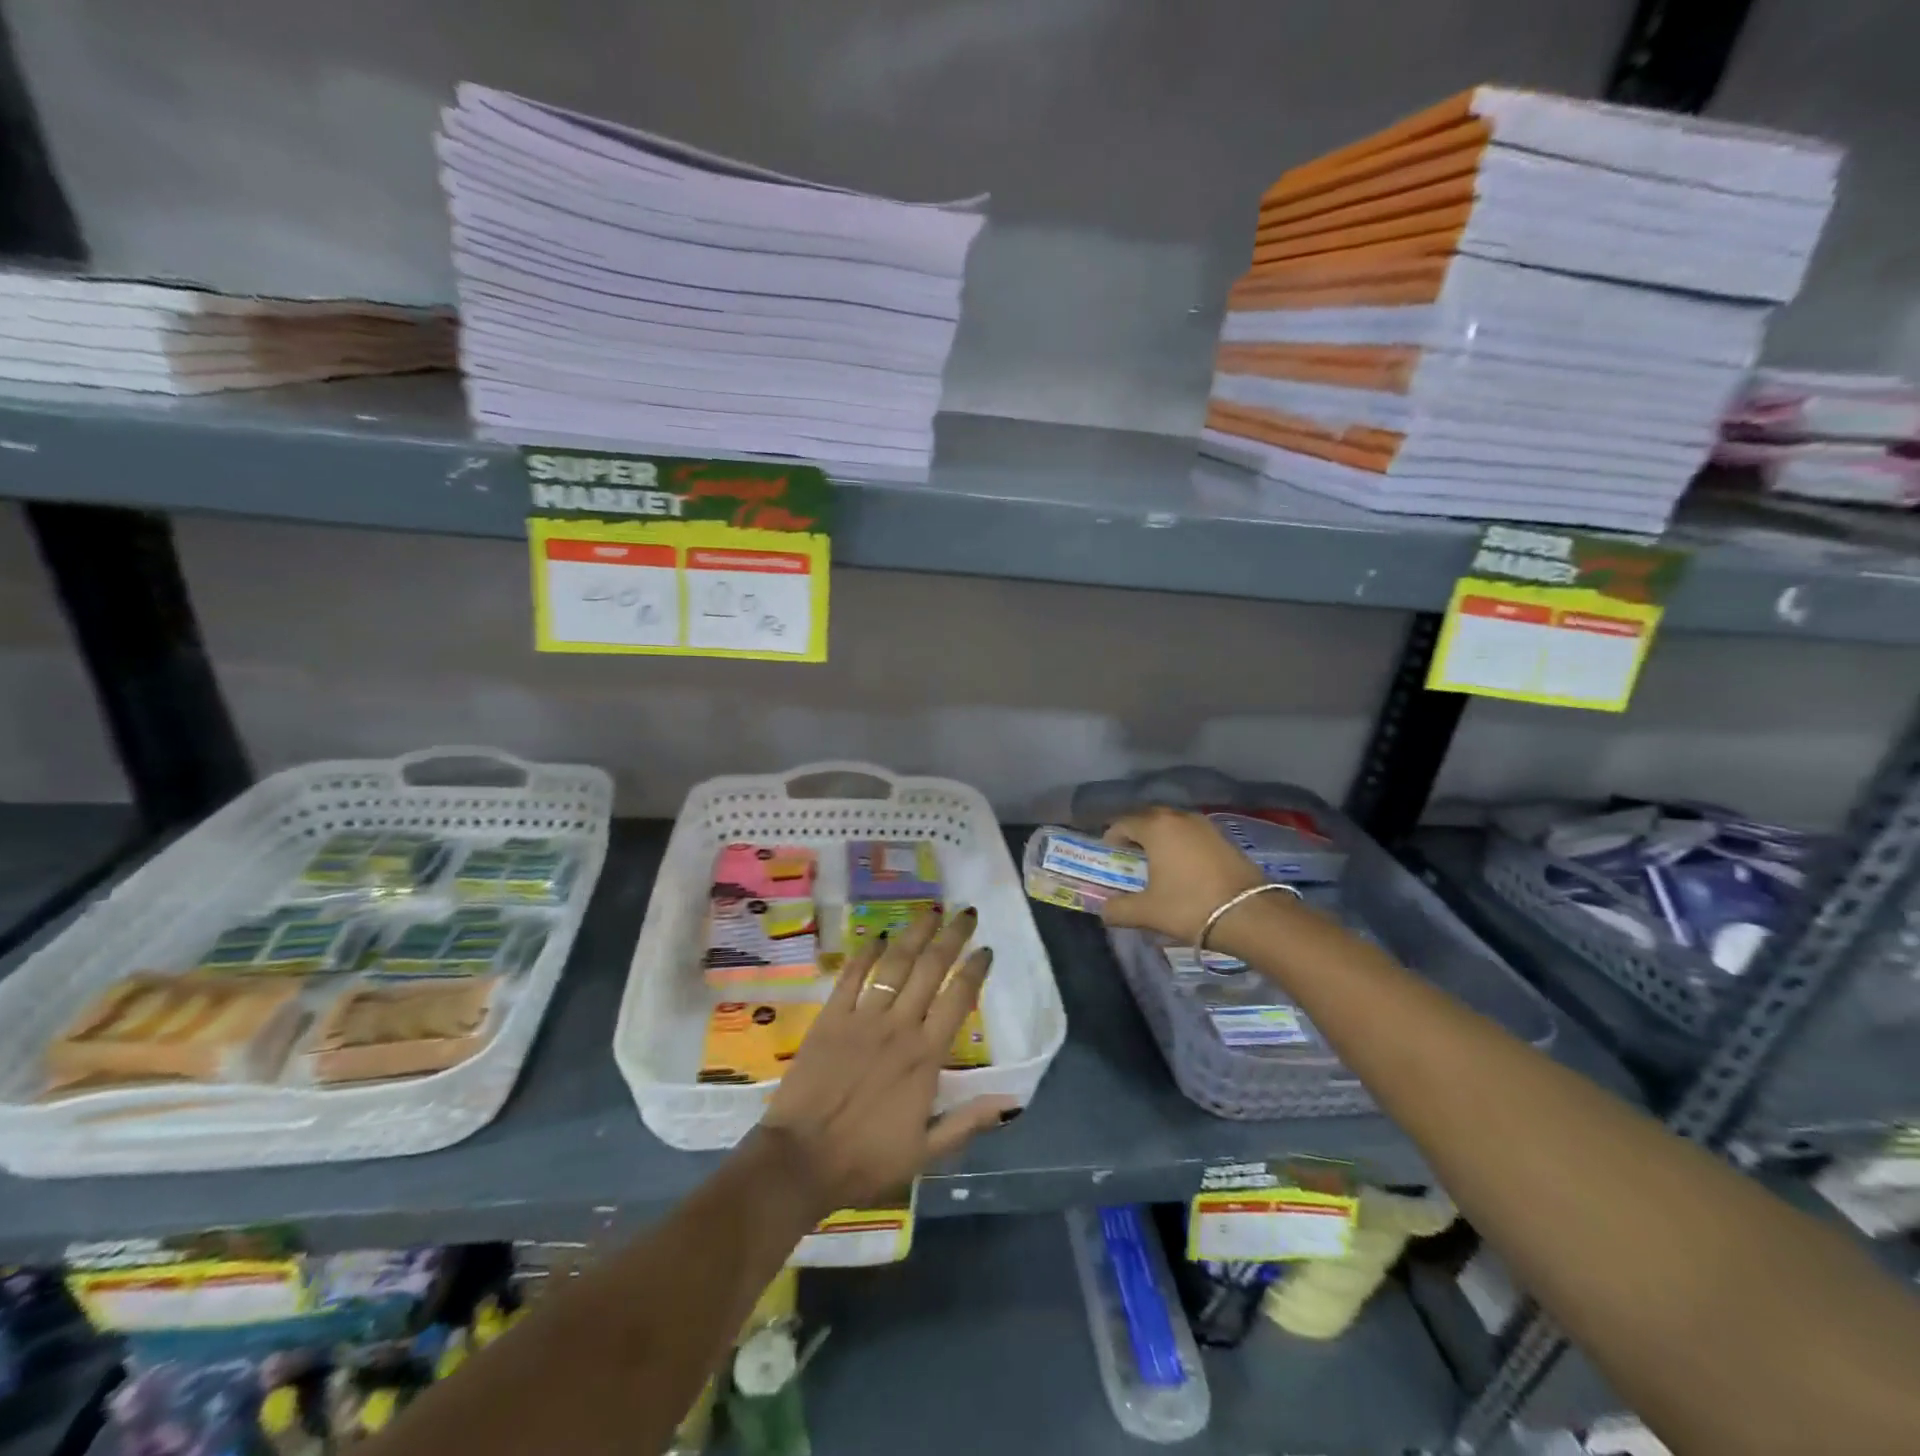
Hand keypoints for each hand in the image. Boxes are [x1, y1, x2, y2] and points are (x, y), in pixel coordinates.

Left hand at [757, 907, 1015, 1216]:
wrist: (800, 1161)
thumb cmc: (865, 1160)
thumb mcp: (926, 1152)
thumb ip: (968, 1122)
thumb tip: (1011, 1101)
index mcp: (925, 1057)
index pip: (958, 1000)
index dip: (975, 970)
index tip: (986, 950)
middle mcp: (899, 1027)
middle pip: (930, 969)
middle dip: (951, 937)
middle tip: (966, 914)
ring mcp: (862, 1018)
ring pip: (895, 964)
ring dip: (915, 934)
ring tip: (930, 912)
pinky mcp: (831, 1018)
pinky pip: (851, 976)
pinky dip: (865, 953)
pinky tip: (878, 936)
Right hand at [1100, 806, 1264, 942]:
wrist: (1251, 915)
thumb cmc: (1190, 906)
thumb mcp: (1146, 912)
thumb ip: (1117, 910)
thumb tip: (1104, 910)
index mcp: (1156, 827)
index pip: (1122, 823)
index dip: (1110, 839)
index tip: (1109, 859)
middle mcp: (1180, 817)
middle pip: (1148, 819)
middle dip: (1135, 837)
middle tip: (1129, 861)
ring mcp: (1206, 825)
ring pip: (1172, 826)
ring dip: (1160, 840)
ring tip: (1157, 866)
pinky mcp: (1225, 838)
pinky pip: (1192, 835)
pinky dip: (1182, 846)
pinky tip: (1184, 869)